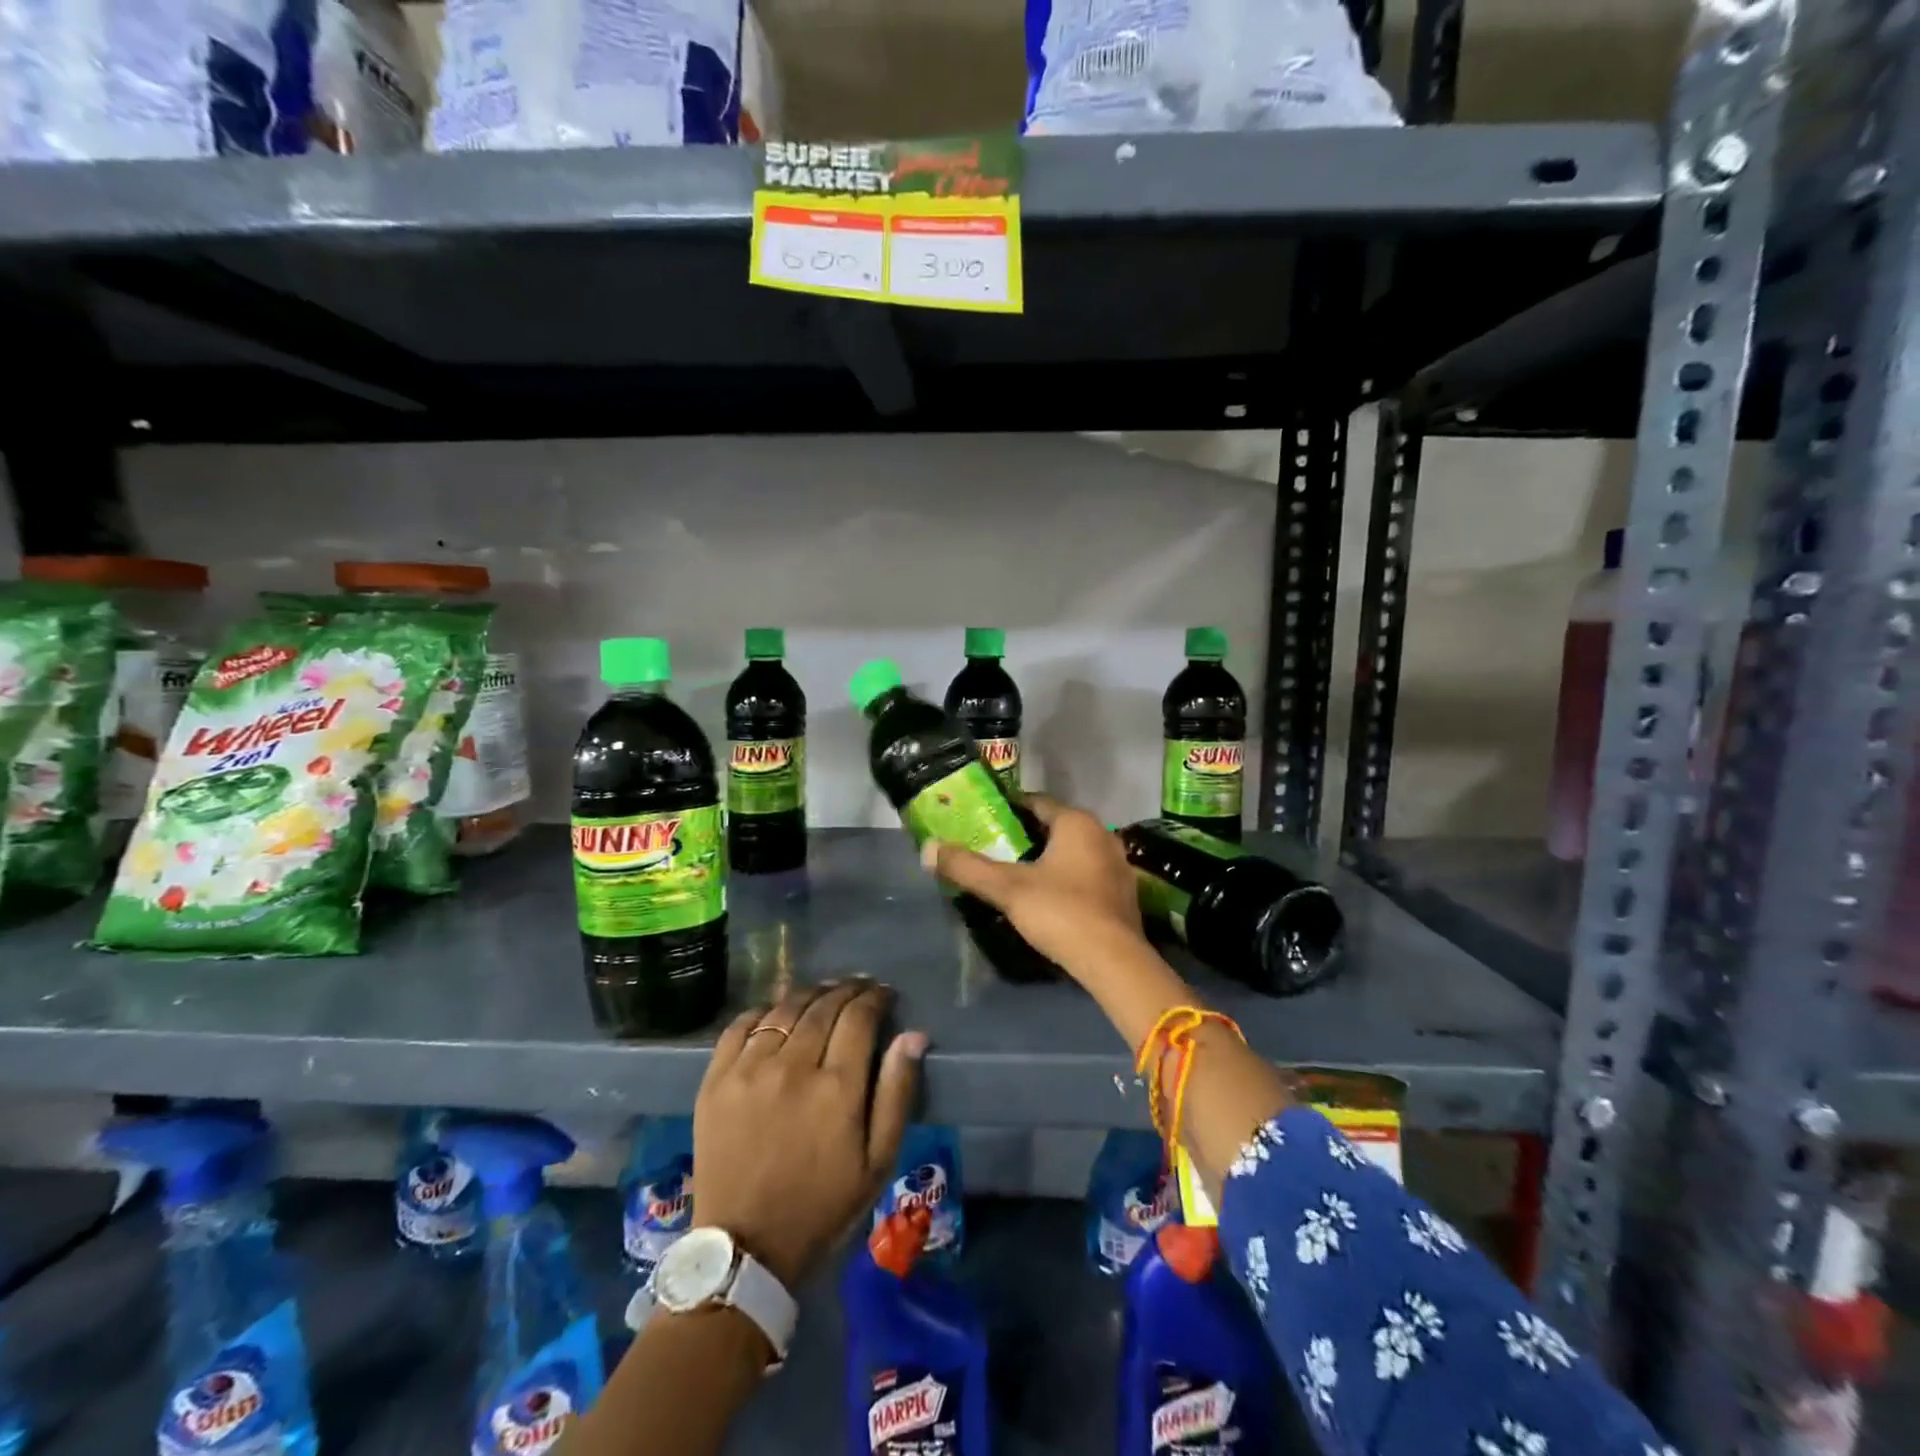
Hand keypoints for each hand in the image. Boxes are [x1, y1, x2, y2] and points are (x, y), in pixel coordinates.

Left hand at [692, 982, 924, 1289]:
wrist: (745, 1249)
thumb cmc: (822, 1206)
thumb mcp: (877, 1161)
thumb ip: (897, 1093)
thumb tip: (914, 1034)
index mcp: (837, 1087)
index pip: (860, 1016)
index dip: (876, 998)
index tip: (884, 995)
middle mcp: (792, 1066)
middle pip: (824, 1005)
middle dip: (847, 990)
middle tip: (859, 989)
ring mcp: (749, 1070)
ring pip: (784, 1008)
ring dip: (809, 995)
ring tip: (822, 996)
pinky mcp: (716, 1080)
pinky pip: (740, 1026)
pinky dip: (763, 1011)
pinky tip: (776, 1014)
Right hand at [923, 794, 1147, 983]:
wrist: (1113, 962)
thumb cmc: (1060, 911)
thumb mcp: (1007, 888)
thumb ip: (967, 868)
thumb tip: (927, 849)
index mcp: (1078, 822)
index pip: (1037, 802)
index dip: (1009, 810)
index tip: (984, 821)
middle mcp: (1103, 834)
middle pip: (1056, 826)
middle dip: (1027, 836)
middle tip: (996, 849)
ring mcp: (1119, 864)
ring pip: (1074, 851)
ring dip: (1049, 858)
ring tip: (1018, 874)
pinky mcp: (1124, 893)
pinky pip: (1088, 873)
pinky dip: (1068, 878)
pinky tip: (1050, 897)